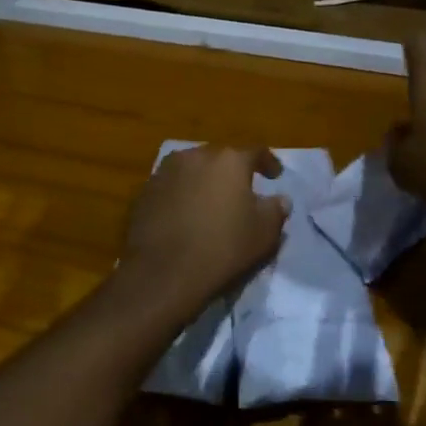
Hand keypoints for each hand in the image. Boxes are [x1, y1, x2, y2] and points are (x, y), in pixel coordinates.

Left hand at [117, 145, 289, 321]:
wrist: (163, 273)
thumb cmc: (223, 248)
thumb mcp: (264, 233)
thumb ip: (276, 210)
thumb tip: (280, 199)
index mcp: (229, 160)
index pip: (256, 152)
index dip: (268, 163)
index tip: (275, 176)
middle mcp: (196, 156)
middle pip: (220, 158)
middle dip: (232, 172)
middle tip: (240, 192)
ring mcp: (166, 172)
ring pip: (192, 170)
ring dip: (204, 182)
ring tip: (210, 203)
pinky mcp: (144, 192)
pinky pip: (171, 187)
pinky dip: (181, 196)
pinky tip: (185, 217)